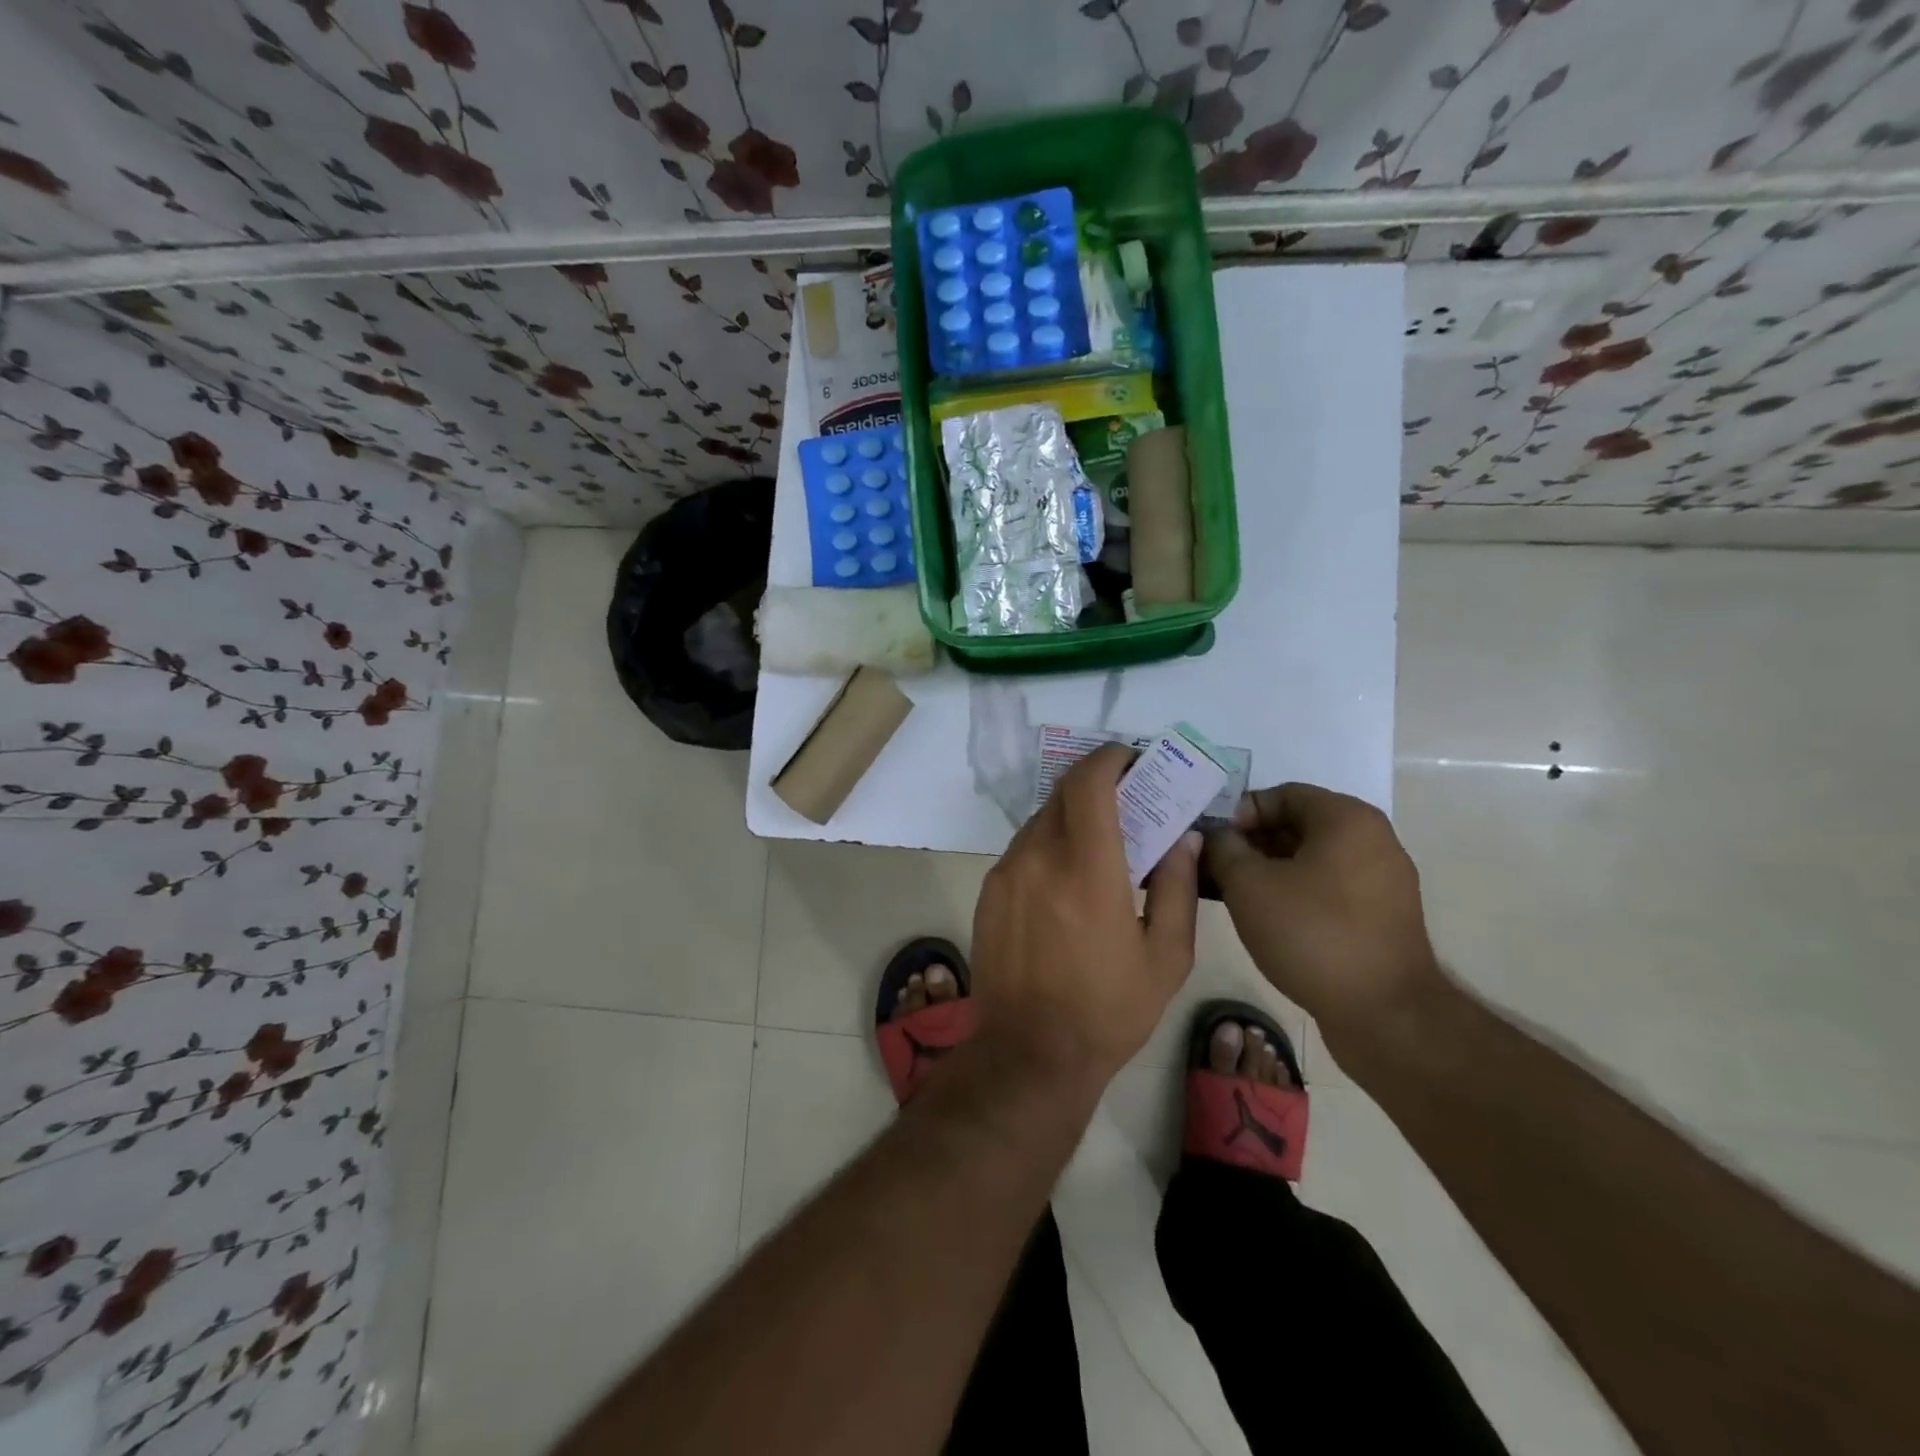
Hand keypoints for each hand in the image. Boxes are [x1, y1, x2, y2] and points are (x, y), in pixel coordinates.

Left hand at [970, 743, 1199, 1086]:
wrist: (1028, 1053)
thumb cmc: (1108, 1010)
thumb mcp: (1165, 958)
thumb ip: (1176, 888)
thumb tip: (1183, 839)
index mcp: (1087, 870)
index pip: (1089, 784)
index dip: (1109, 759)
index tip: (1131, 760)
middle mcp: (1038, 858)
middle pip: (1064, 793)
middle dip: (1097, 784)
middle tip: (1127, 800)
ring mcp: (1006, 872)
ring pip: (1041, 818)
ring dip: (1072, 815)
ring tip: (1101, 842)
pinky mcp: (989, 890)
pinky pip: (1024, 847)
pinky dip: (1050, 843)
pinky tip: (1068, 876)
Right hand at [1203, 783, 1441, 1046]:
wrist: (1385, 1014)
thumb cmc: (1312, 934)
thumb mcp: (1249, 885)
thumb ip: (1223, 849)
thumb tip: (1215, 836)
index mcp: (1347, 819)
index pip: (1280, 794)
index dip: (1238, 813)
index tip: (1210, 841)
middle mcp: (1372, 840)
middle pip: (1296, 825)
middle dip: (1248, 843)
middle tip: (1211, 866)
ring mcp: (1381, 880)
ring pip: (1309, 860)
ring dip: (1265, 870)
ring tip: (1226, 892)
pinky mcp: (1380, 916)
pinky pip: (1326, 888)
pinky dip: (1291, 892)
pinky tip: (1260, 916)